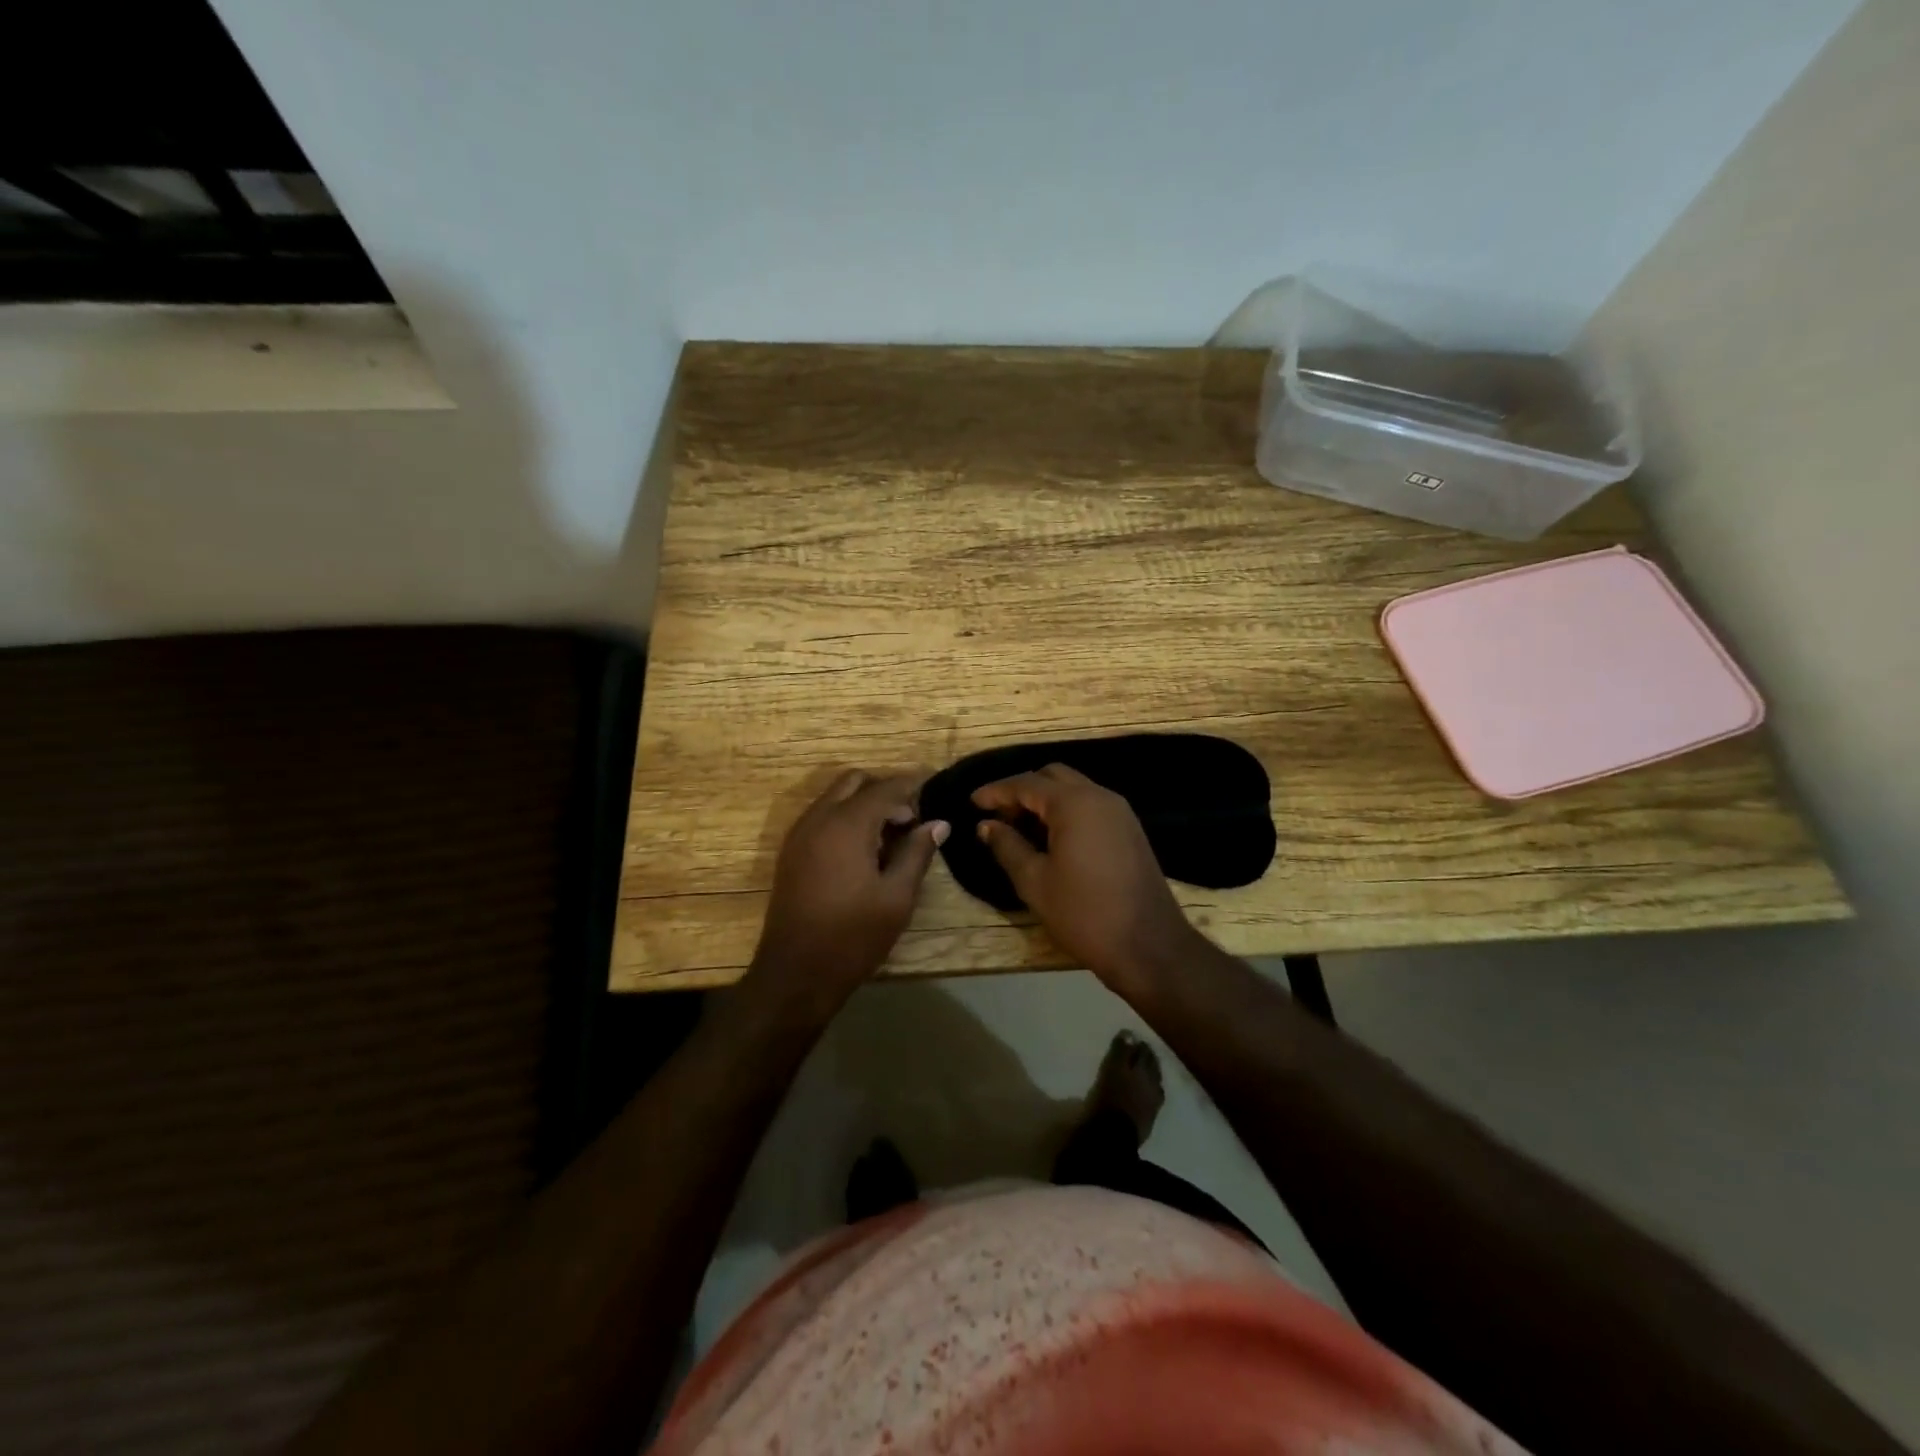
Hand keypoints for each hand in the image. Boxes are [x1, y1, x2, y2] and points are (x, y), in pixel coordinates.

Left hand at [749, 770, 948, 1012]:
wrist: (795, 973)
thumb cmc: (853, 936)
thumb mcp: (897, 897)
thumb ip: (917, 853)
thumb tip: (937, 823)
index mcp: (846, 825)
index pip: (885, 788)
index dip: (912, 784)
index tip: (934, 783)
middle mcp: (819, 819)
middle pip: (855, 782)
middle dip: (885, 789)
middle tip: (912, 817)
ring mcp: (800, 834)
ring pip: (835, 797)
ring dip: (864, 803)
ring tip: (893, 835)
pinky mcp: (792, 852)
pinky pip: (822, 817)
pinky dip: (845, 818)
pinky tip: (865, 850)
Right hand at [972, 763, 1202, 994]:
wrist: (1148, 946)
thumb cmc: (1084, 914)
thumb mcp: (1034, 882)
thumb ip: (1007, 846)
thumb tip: (986, 825)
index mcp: (1074, 804)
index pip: (1025, 783)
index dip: (996, 791)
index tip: (972, 802)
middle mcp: (1099, 796)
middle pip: (1053, 777)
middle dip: (1022, 790)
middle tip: (999, 817)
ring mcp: (1120, 812)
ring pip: (1074, 789)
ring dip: (1045, 800)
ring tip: (1020, 828)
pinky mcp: (1130, 830)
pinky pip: (1091, 805)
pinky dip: (1067, 811)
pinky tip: (1052, 839)